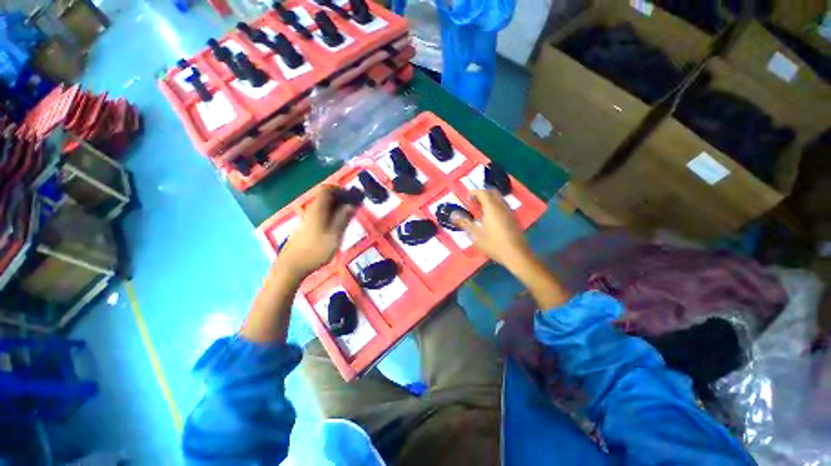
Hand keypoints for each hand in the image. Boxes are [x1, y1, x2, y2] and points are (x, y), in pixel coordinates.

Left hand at [278, 185, 354, 278]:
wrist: (292, 266)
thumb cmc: (315, 251)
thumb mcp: (334, 235)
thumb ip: (343, 219)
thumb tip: (351, 204)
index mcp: (318, 210)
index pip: (326, 189)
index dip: (339, 189)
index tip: (352, 196)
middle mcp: (312, 211)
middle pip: (326, 198)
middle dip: (341, 200)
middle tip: (354, 209)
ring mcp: (308, 220)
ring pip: (325, 207)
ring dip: (338, 209)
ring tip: (349, 219)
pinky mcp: (307, 228)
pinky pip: (322, 216)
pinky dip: (332, 217)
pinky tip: (338, 228)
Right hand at [454, 189, 532, 269]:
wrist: (516, 255)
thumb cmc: (494, 244)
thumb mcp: (476, 235)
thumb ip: (465, 223)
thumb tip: (453, 216)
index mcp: (492, 208)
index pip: (483, 193)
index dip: (474, 192)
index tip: (467, 198)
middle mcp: (502, 207)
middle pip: (492, 193)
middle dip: (482, 194)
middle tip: (473, 202)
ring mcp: (509, 212)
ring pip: (499, 199)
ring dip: (489, 200)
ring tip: (480, 209)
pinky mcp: (514, 219)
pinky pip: (503, 206)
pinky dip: (495, 206)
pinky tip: (490, 218)